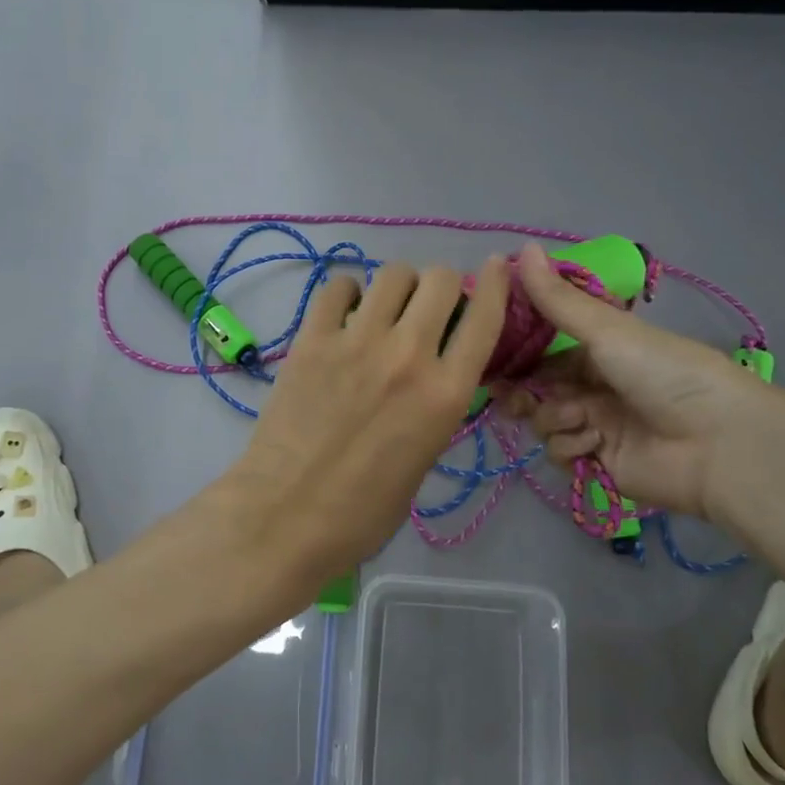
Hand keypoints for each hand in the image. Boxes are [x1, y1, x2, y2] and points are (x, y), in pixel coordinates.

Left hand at [232, 256, 511, 580]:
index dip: (498, 283)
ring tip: (384, 311)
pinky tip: (344, 316)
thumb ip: (436, 406)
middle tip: (427, 310)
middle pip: (441, 279)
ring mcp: (357, 342)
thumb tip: (432, 371)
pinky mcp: (312, 339)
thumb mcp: (425, 458)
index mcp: (446, 393)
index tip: (498, 265)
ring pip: (393, 274)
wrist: (285, 518)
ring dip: (398, 287)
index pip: (486, 317)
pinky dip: (348, 293)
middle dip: (443, 287)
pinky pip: (337, 287)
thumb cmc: (363, 512)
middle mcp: (409, 355)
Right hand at [499, 243, 784, 520]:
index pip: (544, 346)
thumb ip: (557, 299)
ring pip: (544, 419)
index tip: (486, 350)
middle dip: (521, 389)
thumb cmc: (663, 373)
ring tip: (579, 418)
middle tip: (507, 394)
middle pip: (537, 386)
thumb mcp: (606, 330)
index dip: (515, 349)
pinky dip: (571, 445)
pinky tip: (594, 442)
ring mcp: (595, 424)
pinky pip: (560, 451)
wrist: (716, 444)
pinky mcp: (597, 462)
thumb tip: (521, 247)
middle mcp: (594, 384)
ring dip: (554, 417)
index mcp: (600, 348)